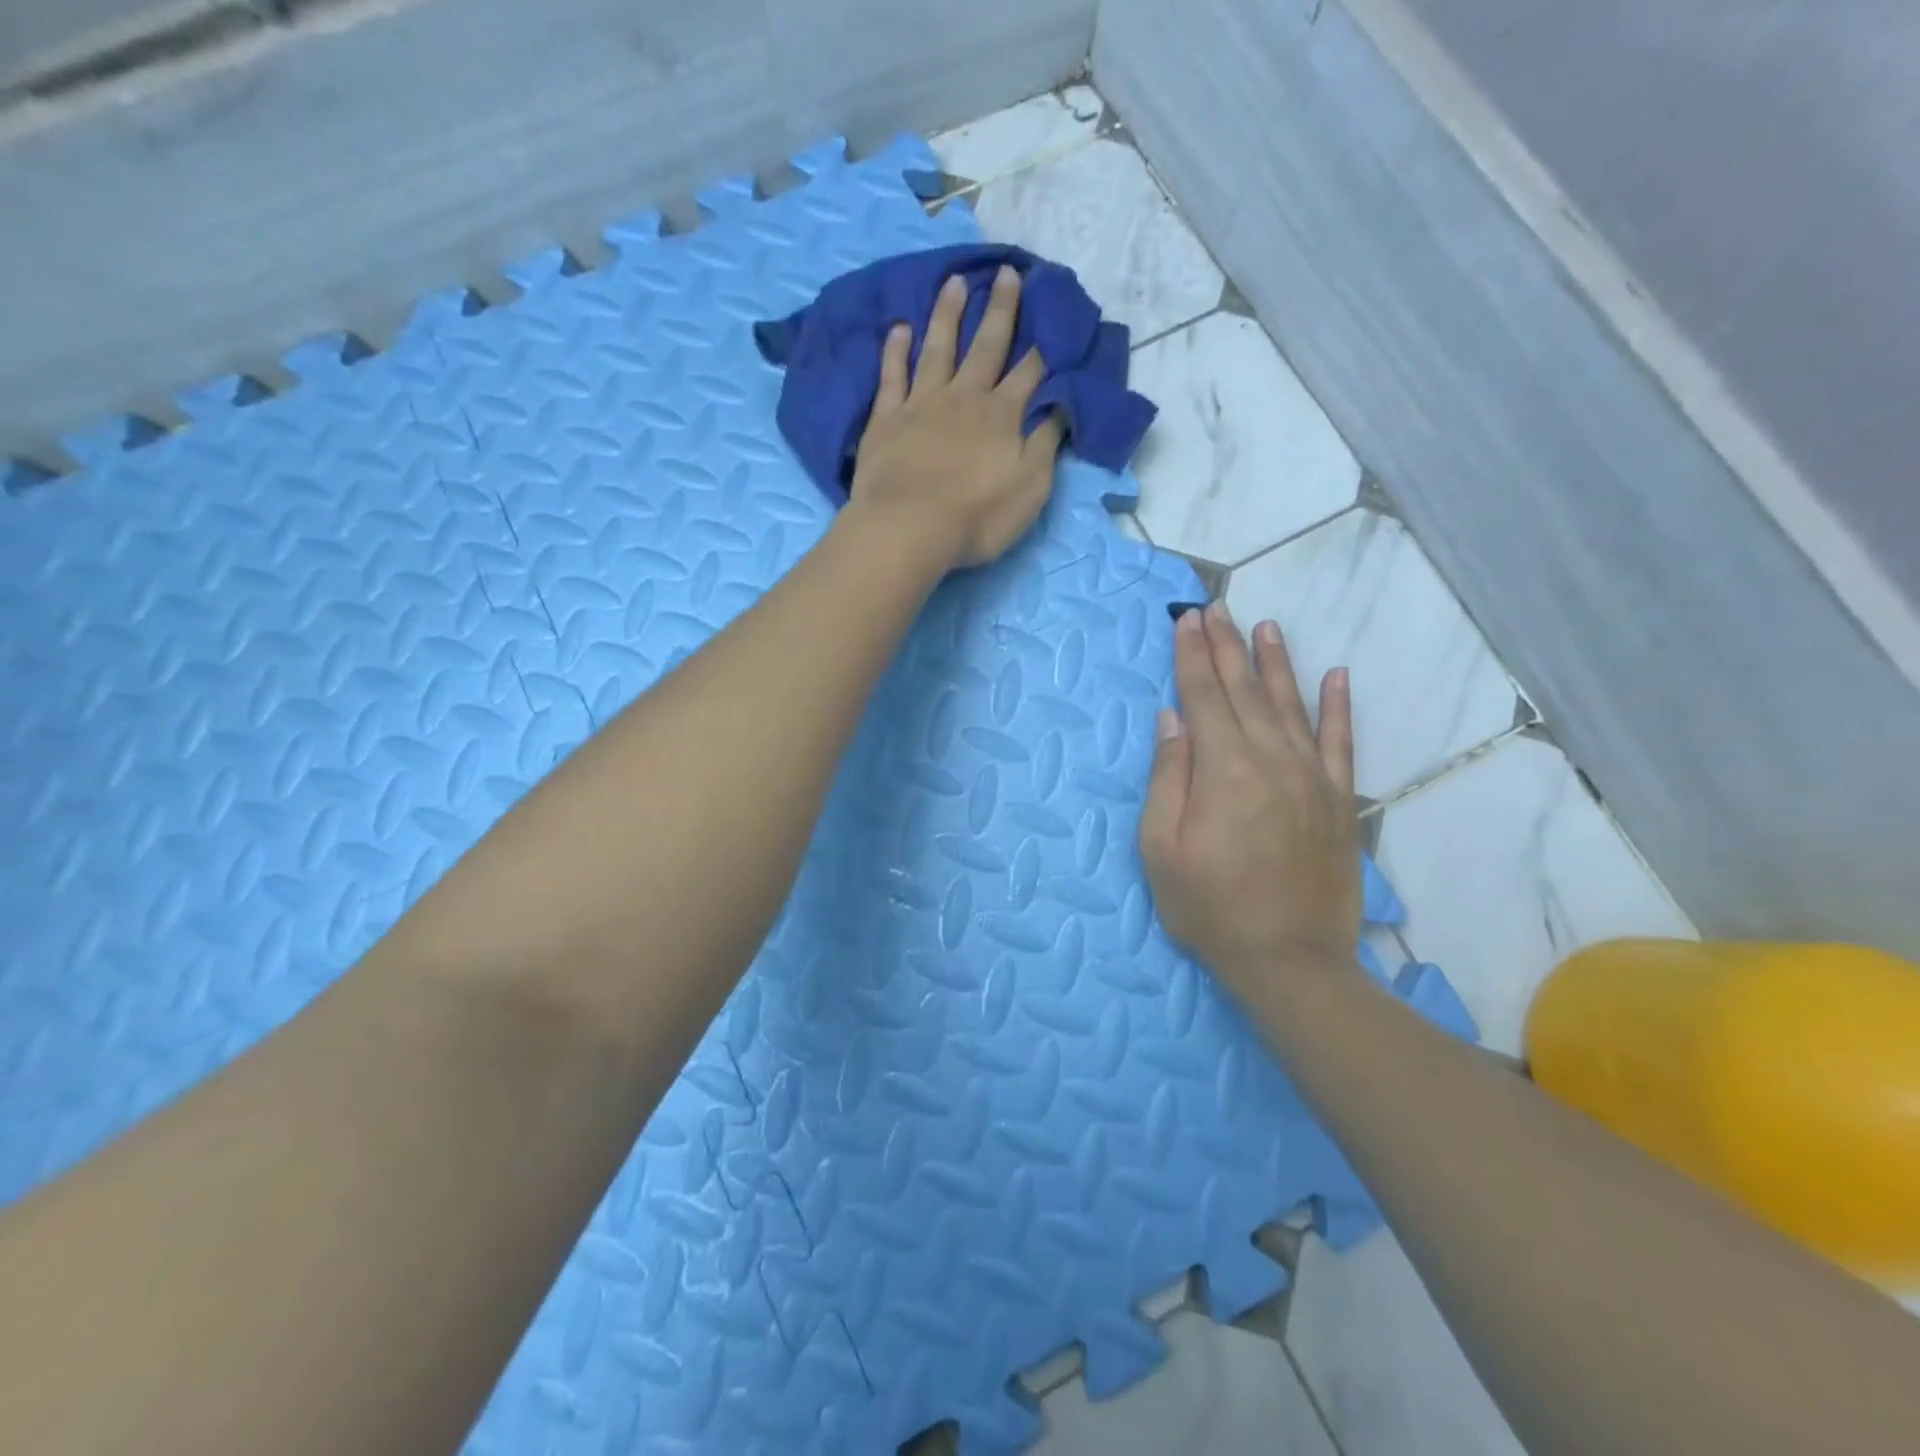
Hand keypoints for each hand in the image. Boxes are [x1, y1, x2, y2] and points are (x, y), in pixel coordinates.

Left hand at [847, 266, 1062, 569]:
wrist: (909, 528)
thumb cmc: (977, 517)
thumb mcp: (1030, 488)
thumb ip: (1046, 445)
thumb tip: (1060, 407)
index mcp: (1002, 416)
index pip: (1029, 372)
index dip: (1043, 344)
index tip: (1052, 313)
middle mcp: (964, 397)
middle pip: (986, 347)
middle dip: (1001, 310)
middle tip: (1007, 273)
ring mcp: (921, 404)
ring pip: (938, 348)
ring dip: (948, 314)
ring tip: (954, 281)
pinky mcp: (886, 419)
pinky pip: (892, 375)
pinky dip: (896, 350)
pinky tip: (899, 328)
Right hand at [1139, 604, 1362, 990]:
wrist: (1289, 960)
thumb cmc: (1209, 907)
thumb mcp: (1161, 848)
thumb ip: (1168, 776)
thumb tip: (1172, 718)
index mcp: (1224, 769)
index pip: (1203, 696)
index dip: (1191, 656)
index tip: (1184, 621)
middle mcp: (1271, 759)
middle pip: (1243, 690)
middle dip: (1225, 646)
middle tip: (1213, 608)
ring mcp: (1311, 776)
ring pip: (1289, 704)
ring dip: (1274, 662)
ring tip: (1263, 626)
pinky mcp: (1339, 799)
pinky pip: (1341, 741)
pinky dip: (1338, 706)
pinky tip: (1335, 675)